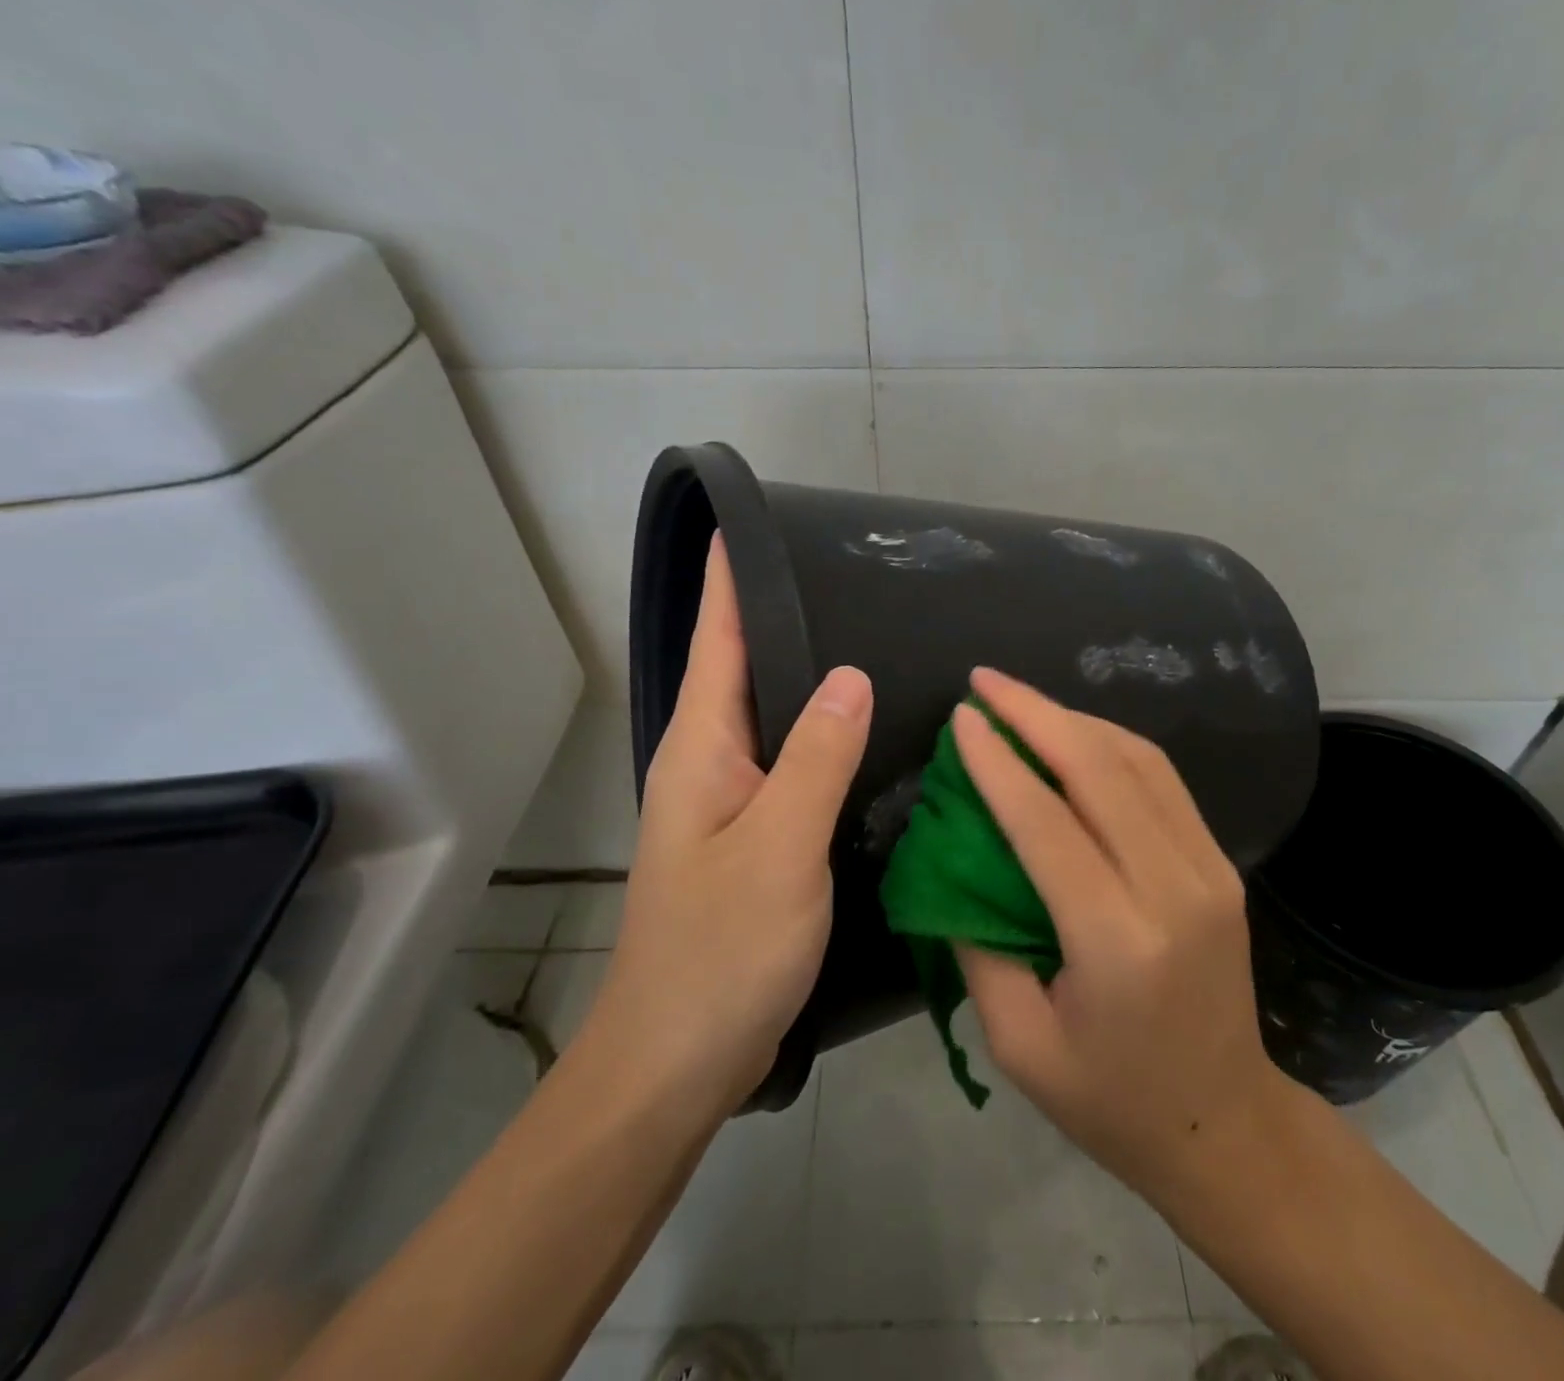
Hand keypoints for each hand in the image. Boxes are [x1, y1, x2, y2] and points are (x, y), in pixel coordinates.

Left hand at [581, 536, 871, 1113]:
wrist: (677, 1060)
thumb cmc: (721, 949)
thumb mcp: (780, 845)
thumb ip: (817, 756)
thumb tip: (849, 672)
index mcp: (701, 747)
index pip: (717, 639)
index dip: (732, 579)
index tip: (754, 521)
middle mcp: (709, 762)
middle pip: (743, 669)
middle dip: (780, 614)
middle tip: (849, 571)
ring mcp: (731, 802)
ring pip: (772, 716)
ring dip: (805, 673)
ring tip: (868, 633)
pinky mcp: (754, 837)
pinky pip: (791, 762)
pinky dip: (821, 733)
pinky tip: (864, 731)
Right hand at [952, 668, 1294, 1199]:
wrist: (1224, 1122)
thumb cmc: (1109, 1098)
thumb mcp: (1018, 1041)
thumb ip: (977, 944)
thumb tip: (953, 856)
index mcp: (1118, 941)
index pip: (1046, 823)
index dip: (998, 762)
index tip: (962, 717)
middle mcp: (1173, 889)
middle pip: (1099, 770)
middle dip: (1035, 713)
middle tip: (984, 680)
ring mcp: (1208, 868)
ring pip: (1138, 760)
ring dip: (1074, 718)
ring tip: (1020, 699)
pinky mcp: (1219, 862)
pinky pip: (1161, 779)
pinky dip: (1111, 742)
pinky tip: (1073, 731)